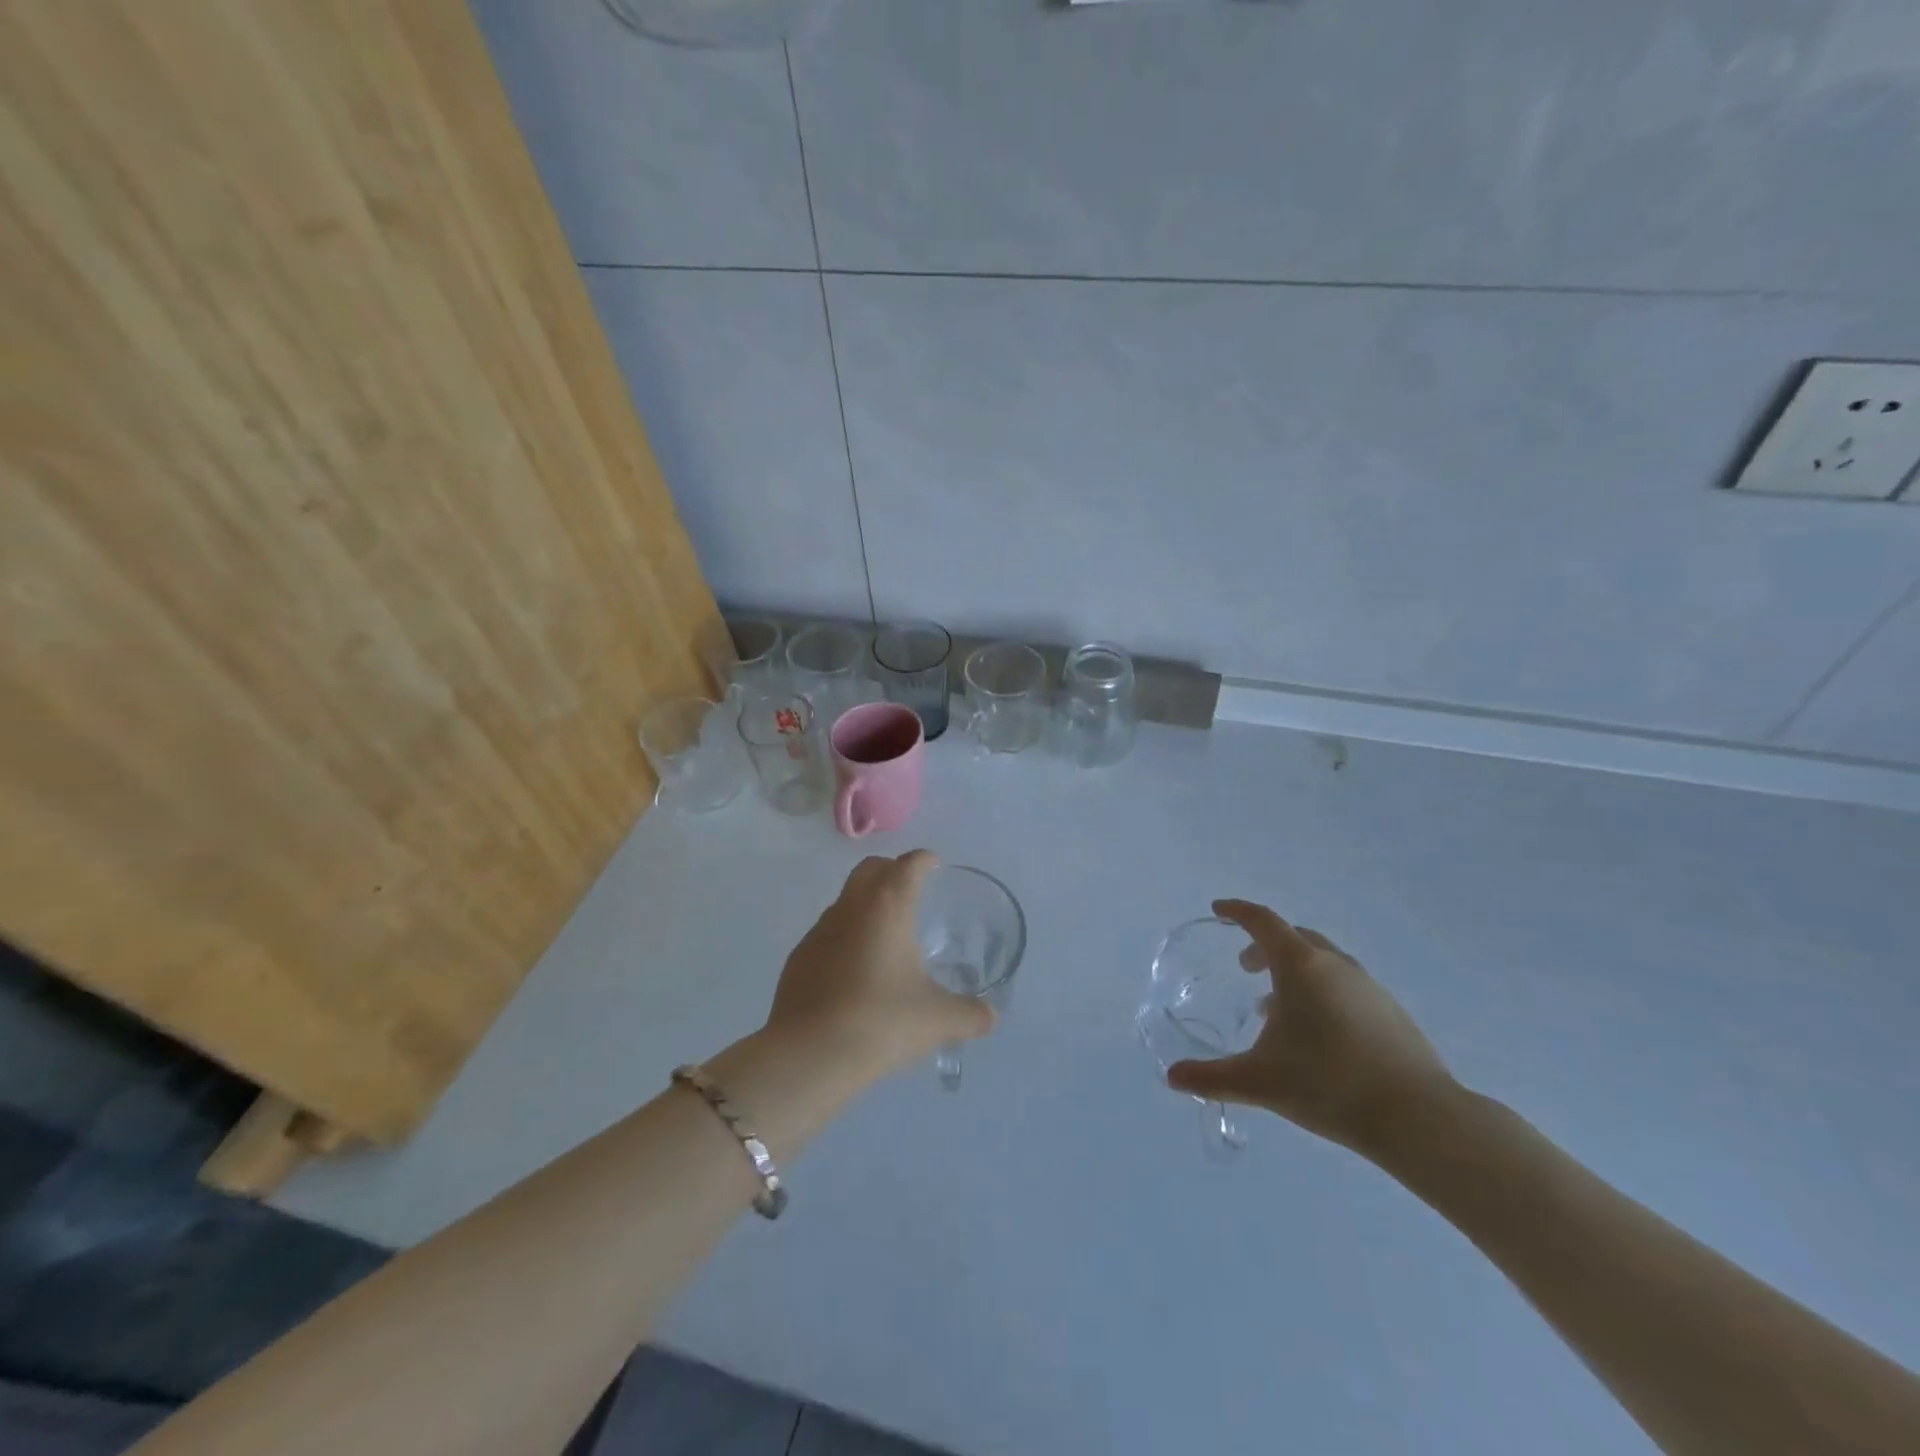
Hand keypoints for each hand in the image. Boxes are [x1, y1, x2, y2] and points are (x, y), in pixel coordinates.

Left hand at [766, 851, 995, 1078]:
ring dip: (866, 906)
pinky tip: (855, 973)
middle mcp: (851, 908)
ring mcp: (818, 932)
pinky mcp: (799, 959)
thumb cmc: (882, 1022)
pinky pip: (827, 934)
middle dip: (892, 871)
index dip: (924, 861)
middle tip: (912, 891)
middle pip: (871, 869)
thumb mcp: (938, 1021)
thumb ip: (970, 1015)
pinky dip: (845, 939)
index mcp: (888, 907)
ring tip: (887, 938)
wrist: (809, 1056)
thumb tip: (990, 1017)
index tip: (935, 867)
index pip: (908, 865)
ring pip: (846, 901)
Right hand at [1166, 899, 1454, 1155]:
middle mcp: (1335, 965)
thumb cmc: (1329, 1085)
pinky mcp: (1391, 1012)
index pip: (1262, 922)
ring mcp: (1369, 987)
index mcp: (1301, 966)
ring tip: (1277, 1007)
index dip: (1237, 912)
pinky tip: (1318, 1034)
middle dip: (1264, 945)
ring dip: (1294, 972)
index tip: (1218, 910)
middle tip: (1245, 967)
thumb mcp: (1260, 1081)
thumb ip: (1212, 1077)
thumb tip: (1173, 1077)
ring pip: (1323, 962)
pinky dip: (1321, 991)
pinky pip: (1345, 985)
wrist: (1420, 1118)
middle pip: (1294, 937)